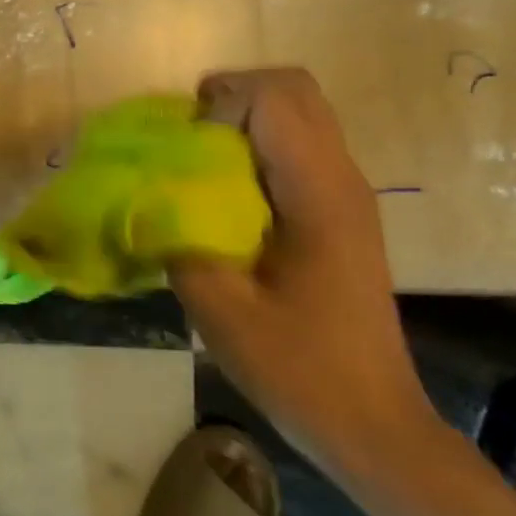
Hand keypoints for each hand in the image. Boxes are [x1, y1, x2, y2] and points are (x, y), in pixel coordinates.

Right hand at [171, 68, 439, 478]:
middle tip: (187, 140)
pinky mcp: (340, 212)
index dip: (218, 104)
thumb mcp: (218, 307)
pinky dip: (255, 146)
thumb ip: (175, 237)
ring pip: (297, 113)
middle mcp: (341, 178)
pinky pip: (297, 146)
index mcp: (318, 193)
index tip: (185, 149)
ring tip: (199, 166)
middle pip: (292, 88)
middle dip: (230, 97)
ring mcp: (346, 193)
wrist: (372, 426)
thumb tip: (143, 192)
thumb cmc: (298, 369)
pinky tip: (225, 195)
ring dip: (242, 120)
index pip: (273, 96)